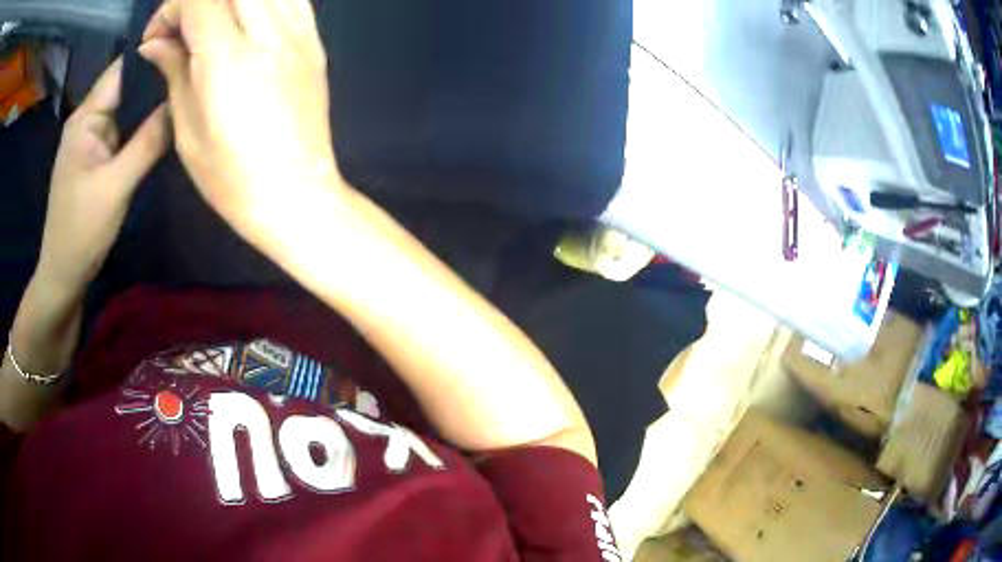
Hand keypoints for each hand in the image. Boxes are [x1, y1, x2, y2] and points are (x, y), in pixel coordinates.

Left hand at [36, 58, 168, 294]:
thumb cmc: (81, 232)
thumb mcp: (115, 186)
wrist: (63, 276)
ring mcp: (92, 138)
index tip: (191, 51)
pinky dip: (142, 127)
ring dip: (151, 106)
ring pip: (127, 108)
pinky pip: (124, 130)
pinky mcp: (96, 156)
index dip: (155, 54)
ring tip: (186, 99)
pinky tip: (163, 129)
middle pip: (127, 85)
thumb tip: (184, 101)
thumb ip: (148, 142)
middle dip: (158, 80)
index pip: (124, 68)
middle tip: (196, 78)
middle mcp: (88, 119)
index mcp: (86, 117)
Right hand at [138, 0, 339, 240]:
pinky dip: (264, 0)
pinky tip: (247, 19)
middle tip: (180, 29)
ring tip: (211, 24)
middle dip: (195, 1)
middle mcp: (269, 35)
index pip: (199, 0)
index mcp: (228, 61)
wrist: (297, 194)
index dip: (169, 9)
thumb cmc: (232, 178)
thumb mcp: (187, 131)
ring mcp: (299, 35)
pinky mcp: (316, 42)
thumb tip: (154, 43)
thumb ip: (174, 72)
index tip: (156, 38)